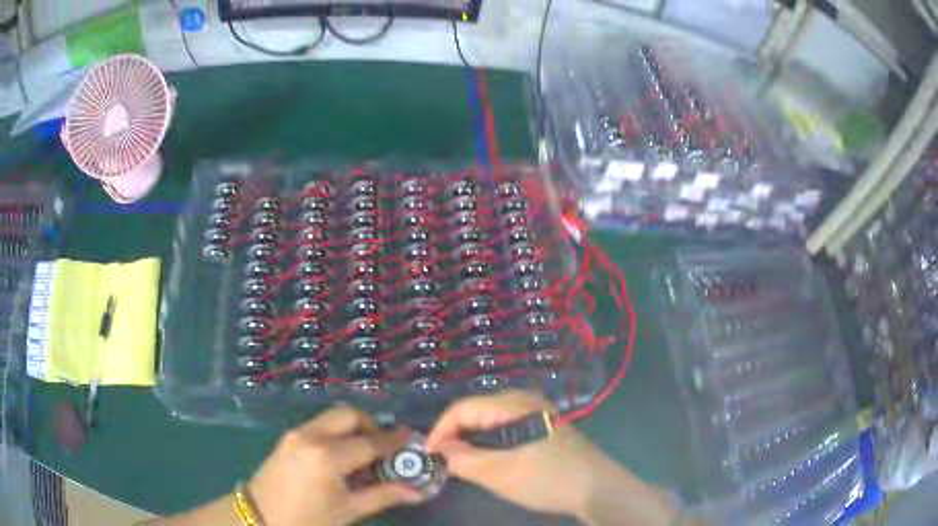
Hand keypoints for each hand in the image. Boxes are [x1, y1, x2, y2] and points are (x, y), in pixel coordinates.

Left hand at [248, 405, 422, 525]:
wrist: (260, 517)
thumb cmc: (307, 519)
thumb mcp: (347, 510)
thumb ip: (383, 496)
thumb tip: (416, 491)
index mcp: (327, 457)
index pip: (370, 443)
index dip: (394, 440)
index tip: (411, 438)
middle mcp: (311, 436)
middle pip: (349, 415)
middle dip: (372, 426)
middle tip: (384, 448)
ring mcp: (296, 433)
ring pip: (333, 417)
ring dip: (354, 428)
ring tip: (365, 453)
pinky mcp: (288, 437)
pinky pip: (320, 425)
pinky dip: (337, 432)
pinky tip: (342, 456)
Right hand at [426, 390, 677, 525]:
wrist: (596, 487)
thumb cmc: (547, 479)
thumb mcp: (499, 474)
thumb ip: (463, 460)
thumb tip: (439, 449)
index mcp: (512, 405)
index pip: (462, 408)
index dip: (440, 430)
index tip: (428, 455)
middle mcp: (523, 399)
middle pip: (476, 410)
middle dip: (455, 434)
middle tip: (443, 460)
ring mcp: (537, 410)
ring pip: (490, 419)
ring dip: (472, 438)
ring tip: (460, 462)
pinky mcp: (544, 424)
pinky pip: (506, 425)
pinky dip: (489, 440)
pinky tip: (489, 458)